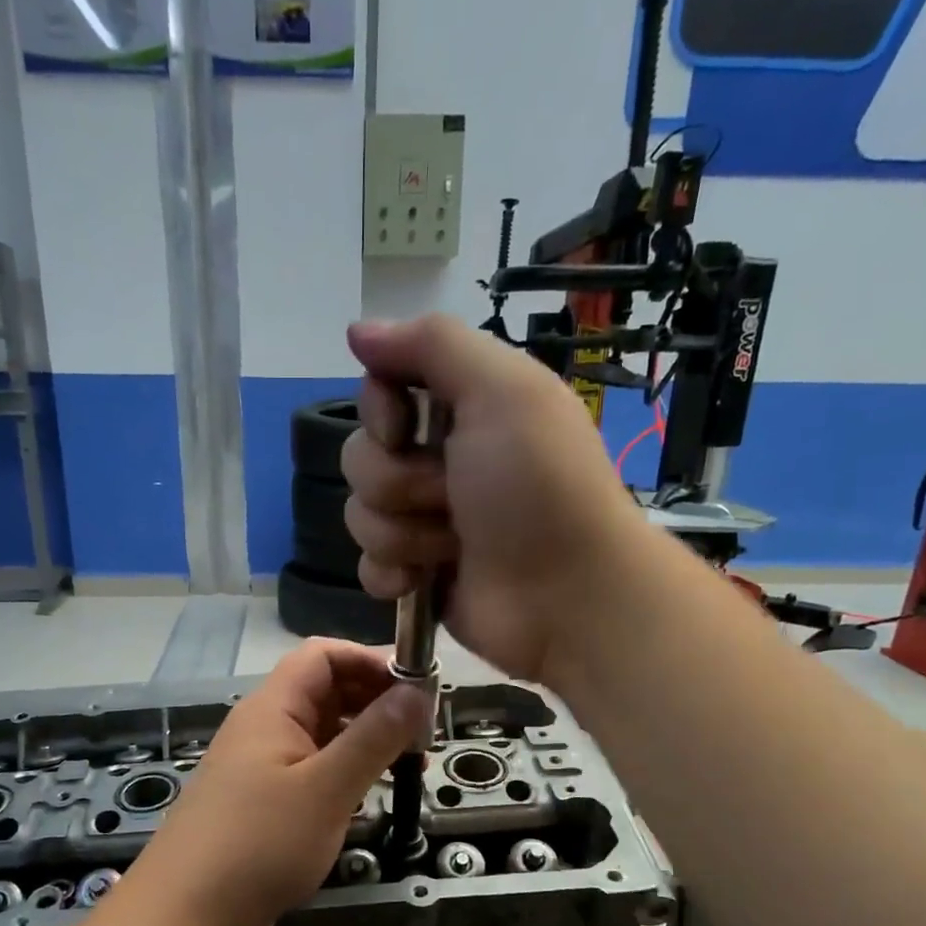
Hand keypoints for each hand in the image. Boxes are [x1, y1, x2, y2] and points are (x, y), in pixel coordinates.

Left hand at [125, 640, 430, 925]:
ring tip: (410, 761)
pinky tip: (371, 791)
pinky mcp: (264, 802)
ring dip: (365, 737)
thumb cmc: (259, 843)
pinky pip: (312, 768)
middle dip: (376, 700)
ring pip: (322, 732)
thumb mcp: (327, 788)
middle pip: (325, 690)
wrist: (188, 915)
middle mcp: (264, 727)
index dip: (371, 660)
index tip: (418, 685)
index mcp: (272, 708)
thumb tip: (417, 689)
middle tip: (423, 728)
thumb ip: (374, 737)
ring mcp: (261, 765)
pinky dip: (345, 770)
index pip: (324, 655)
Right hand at [340, 315, 641, 682]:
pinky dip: (392, 574)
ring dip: (405, 533)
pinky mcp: (417, 575)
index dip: (380, 413)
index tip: (405, 430)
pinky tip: (423, 580)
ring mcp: (425, 523)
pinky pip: (367, 566)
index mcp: (461, 410)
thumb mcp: (503, 391)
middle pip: (360, 458)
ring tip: (453, 546)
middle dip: (400, 483)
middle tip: (453, 499)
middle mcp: (439, 462)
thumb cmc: (539, 487)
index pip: (378, 393)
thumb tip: (358, 331)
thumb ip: (432, 346)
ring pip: (361, 515)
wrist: (566, 595)